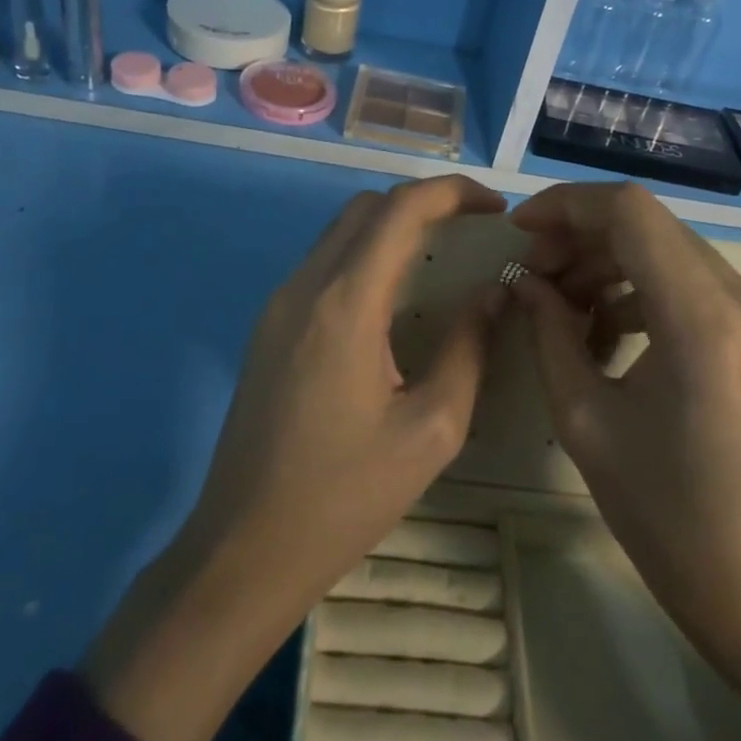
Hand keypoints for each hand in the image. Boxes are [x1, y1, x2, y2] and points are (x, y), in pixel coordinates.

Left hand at [84, 175, 506, 740]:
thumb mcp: (431, 430)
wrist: (244, 548)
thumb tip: (493, 294)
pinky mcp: (267, 327)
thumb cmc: (345, 496)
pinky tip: (394, 299)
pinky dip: (365, 257)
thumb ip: (468, 348)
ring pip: (340, 232)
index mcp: (345, 304)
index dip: (453, 192)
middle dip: (424, 204)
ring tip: (441, 260)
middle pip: (367, 208)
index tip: (495, 209)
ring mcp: (277, 305)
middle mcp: (304, 287)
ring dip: (392, 228)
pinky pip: (323, 265)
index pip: (401, 209)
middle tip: (473, 232)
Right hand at [513, 183, 740, 740]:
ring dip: (610, 265)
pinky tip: (607, 332)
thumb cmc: (670, 520)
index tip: (518, 231)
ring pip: (672, 251)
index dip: (565, 206)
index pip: (630, 212)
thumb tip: (523, 282)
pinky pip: (695, 286)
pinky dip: (643, 291)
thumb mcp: (586, 422)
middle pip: (651, 226)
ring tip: (561, 308)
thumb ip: (548, 335)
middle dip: (581, 237)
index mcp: (703, 319)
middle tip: (532, 277)